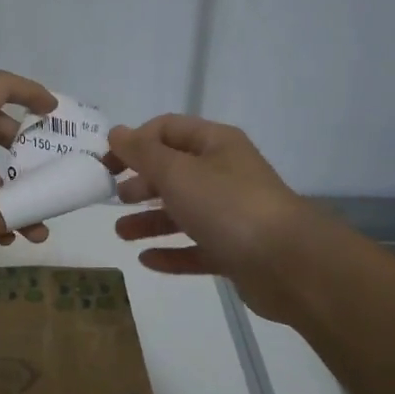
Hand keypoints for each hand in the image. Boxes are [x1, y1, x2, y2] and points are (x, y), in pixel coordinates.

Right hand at [107, 115, 320, 323]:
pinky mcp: (235, 250)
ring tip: (121, 233)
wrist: (288, 264)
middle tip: (114, 197)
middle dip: (141, 182)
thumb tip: (116, 132)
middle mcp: (225, 173)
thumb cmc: (228, 206)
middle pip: (174, 171)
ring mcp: (232, 214)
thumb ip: (143, 153)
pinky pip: (196, 248)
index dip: (134, 142)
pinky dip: (171, 252)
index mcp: (216, 144)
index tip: (106, 164)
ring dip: (150, 220)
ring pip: (183, 212)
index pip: (167, 129)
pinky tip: (146, 260)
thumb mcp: (178, 173)